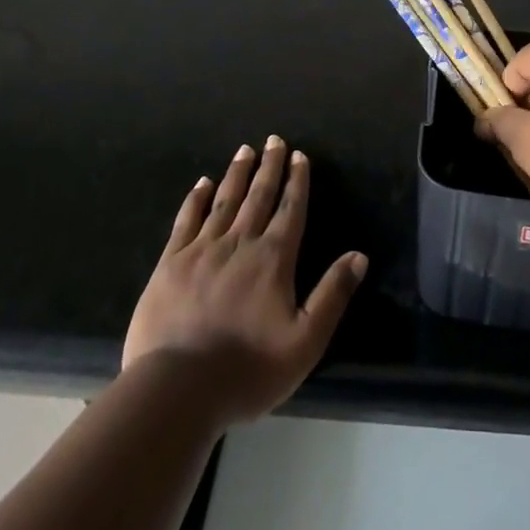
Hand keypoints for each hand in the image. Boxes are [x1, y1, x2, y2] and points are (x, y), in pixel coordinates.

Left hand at [123, 136, 366, 425]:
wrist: (177, 390)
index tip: (299, 155)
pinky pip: (187, 220)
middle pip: (259, 196)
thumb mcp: (305, 342)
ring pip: (225, 201)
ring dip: (237, 173)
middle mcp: (240, 243)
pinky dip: (196, 198)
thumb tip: (359, 255)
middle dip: (269, 166)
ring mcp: (202, 250)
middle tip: (274, 140)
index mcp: (273, 259)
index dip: (297, 181)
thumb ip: (332, 295)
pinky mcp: (170, 263)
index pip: (290, 210)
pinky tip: (203, 183)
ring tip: (245, 150)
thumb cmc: (248, 370)